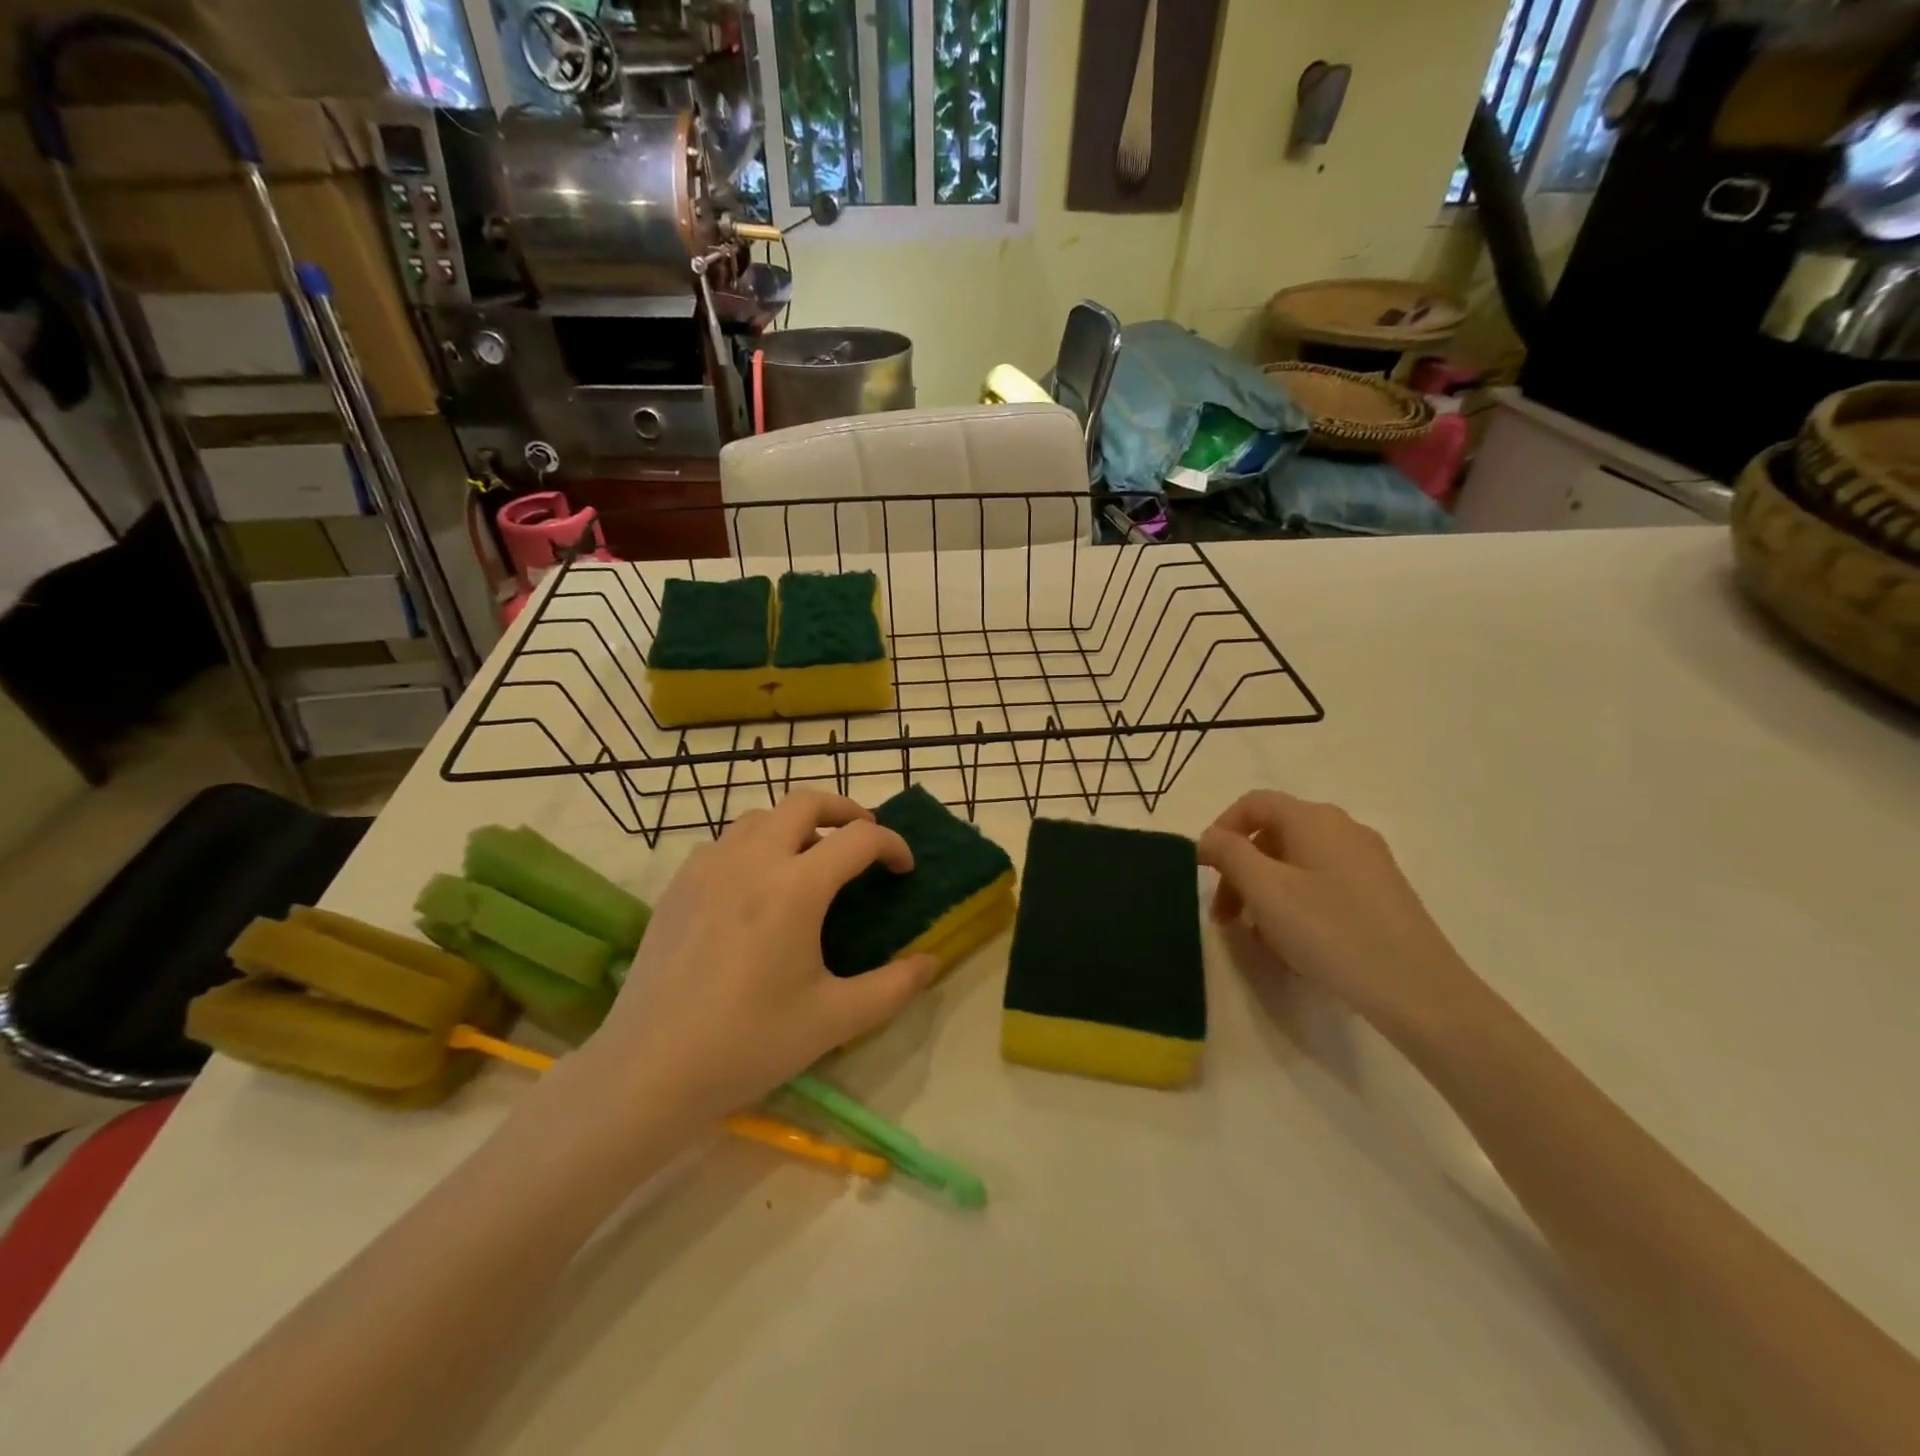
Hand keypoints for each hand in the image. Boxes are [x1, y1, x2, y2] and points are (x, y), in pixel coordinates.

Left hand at [581, 792, 939, 1122]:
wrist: (650, 1070)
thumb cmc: (749, 1044)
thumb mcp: (835, 1020)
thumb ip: (893, 987)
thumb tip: (931, 961)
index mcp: (795, 888)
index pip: (859, 839)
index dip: (892, 845)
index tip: (904, 868)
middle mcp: (752, 861)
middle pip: (805, 802)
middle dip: (845, 810)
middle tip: (864, 838)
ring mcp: (708, 868)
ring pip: (761, 816)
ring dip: (797, 824)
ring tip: (812, 858)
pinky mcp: (679, 885)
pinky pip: (726, 842)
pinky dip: (755, 844)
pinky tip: (756, 883)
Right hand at [1198, 791, 1474, 1035]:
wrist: (1419, 991)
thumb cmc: (1331, 931)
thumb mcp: (1265, 890)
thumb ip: (1229, 854)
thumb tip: (1211, 837)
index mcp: (1313, 819)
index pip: (1253, 804)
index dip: (1220, 830)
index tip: (1202, 870)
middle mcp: (1343, 830)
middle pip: (1273, 836)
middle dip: (1240, 872)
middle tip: (1224, 918)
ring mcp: (1367, 862)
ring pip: (1296, 866)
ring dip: (1264, 895)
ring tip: (1258, 939)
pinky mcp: (1381, 894)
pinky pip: (1322, 887)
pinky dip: (1295, 907)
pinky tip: (1294, 948)